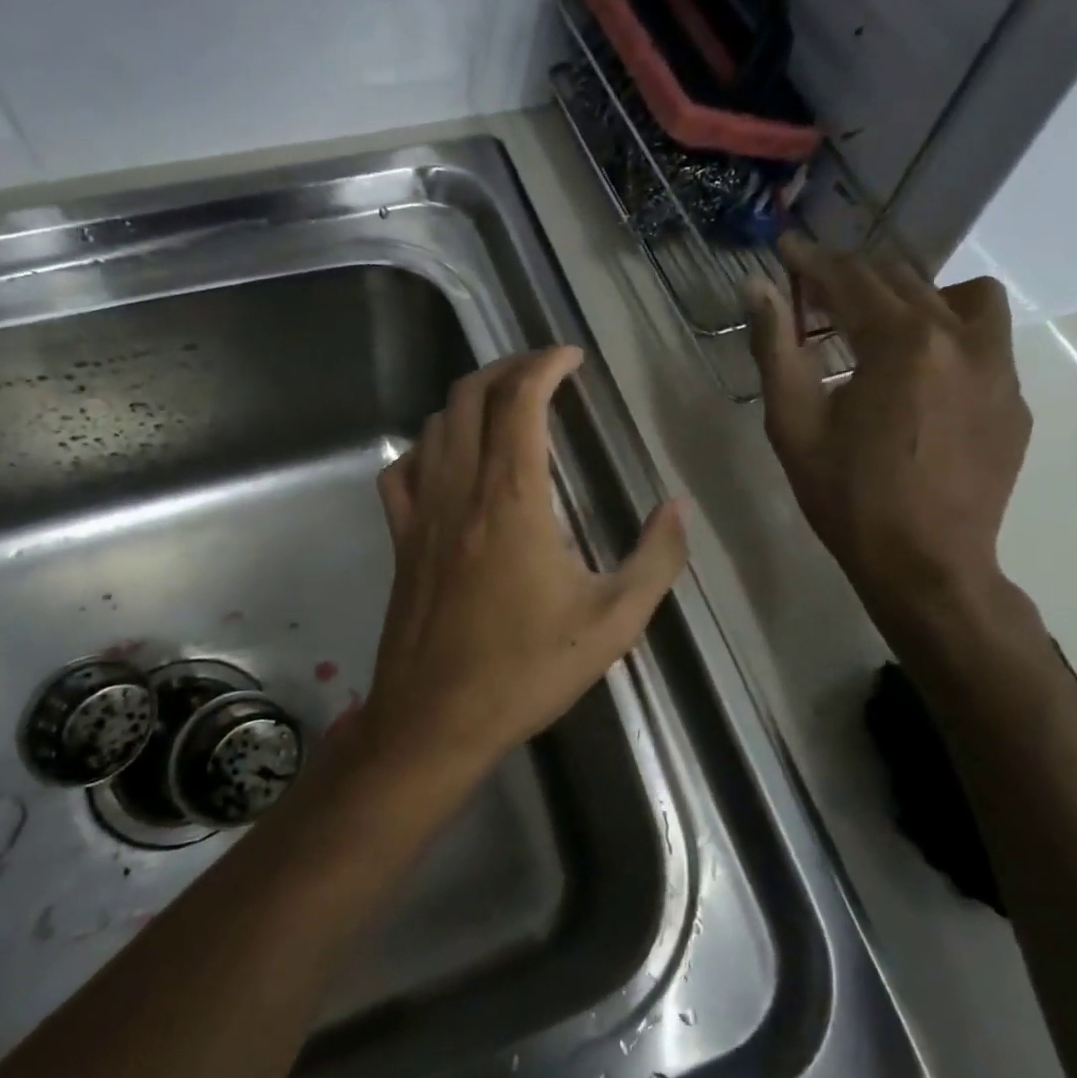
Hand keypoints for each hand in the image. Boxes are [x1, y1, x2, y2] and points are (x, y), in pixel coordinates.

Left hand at [365, 347, 688, 776]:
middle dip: (508, 367)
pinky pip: (404, 470)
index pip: (519, 401)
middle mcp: (460, 490)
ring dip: (470, 399)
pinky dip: (429, 445)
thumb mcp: (614, 622)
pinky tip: (450, 459)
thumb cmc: (526, 671)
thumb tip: (676, 507)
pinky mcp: (400, 539)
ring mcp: (421, 513)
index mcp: (512, 499)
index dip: (545, 364)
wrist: (435, 721)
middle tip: (544, 370)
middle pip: (470, 396)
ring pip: (435, 424)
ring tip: (506, 404)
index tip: (572, 357)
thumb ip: (656, 558)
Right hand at [748, 234, 1030, 621]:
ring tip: (883, 329)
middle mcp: (961, 338)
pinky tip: (920, 381)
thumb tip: (756, 287)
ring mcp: (999, 369)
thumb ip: (776, 347)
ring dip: (917, 296)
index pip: (851, 279)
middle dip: (853, 277)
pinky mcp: (1015, 401)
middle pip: (903, 280)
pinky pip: (986, 342)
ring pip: (964, 297)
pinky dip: (948, 338)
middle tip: (815, 292)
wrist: (926, 566)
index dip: (811, 262)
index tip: (785, 250)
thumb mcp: (794, 424)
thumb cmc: (848, 498)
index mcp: (902, 342)